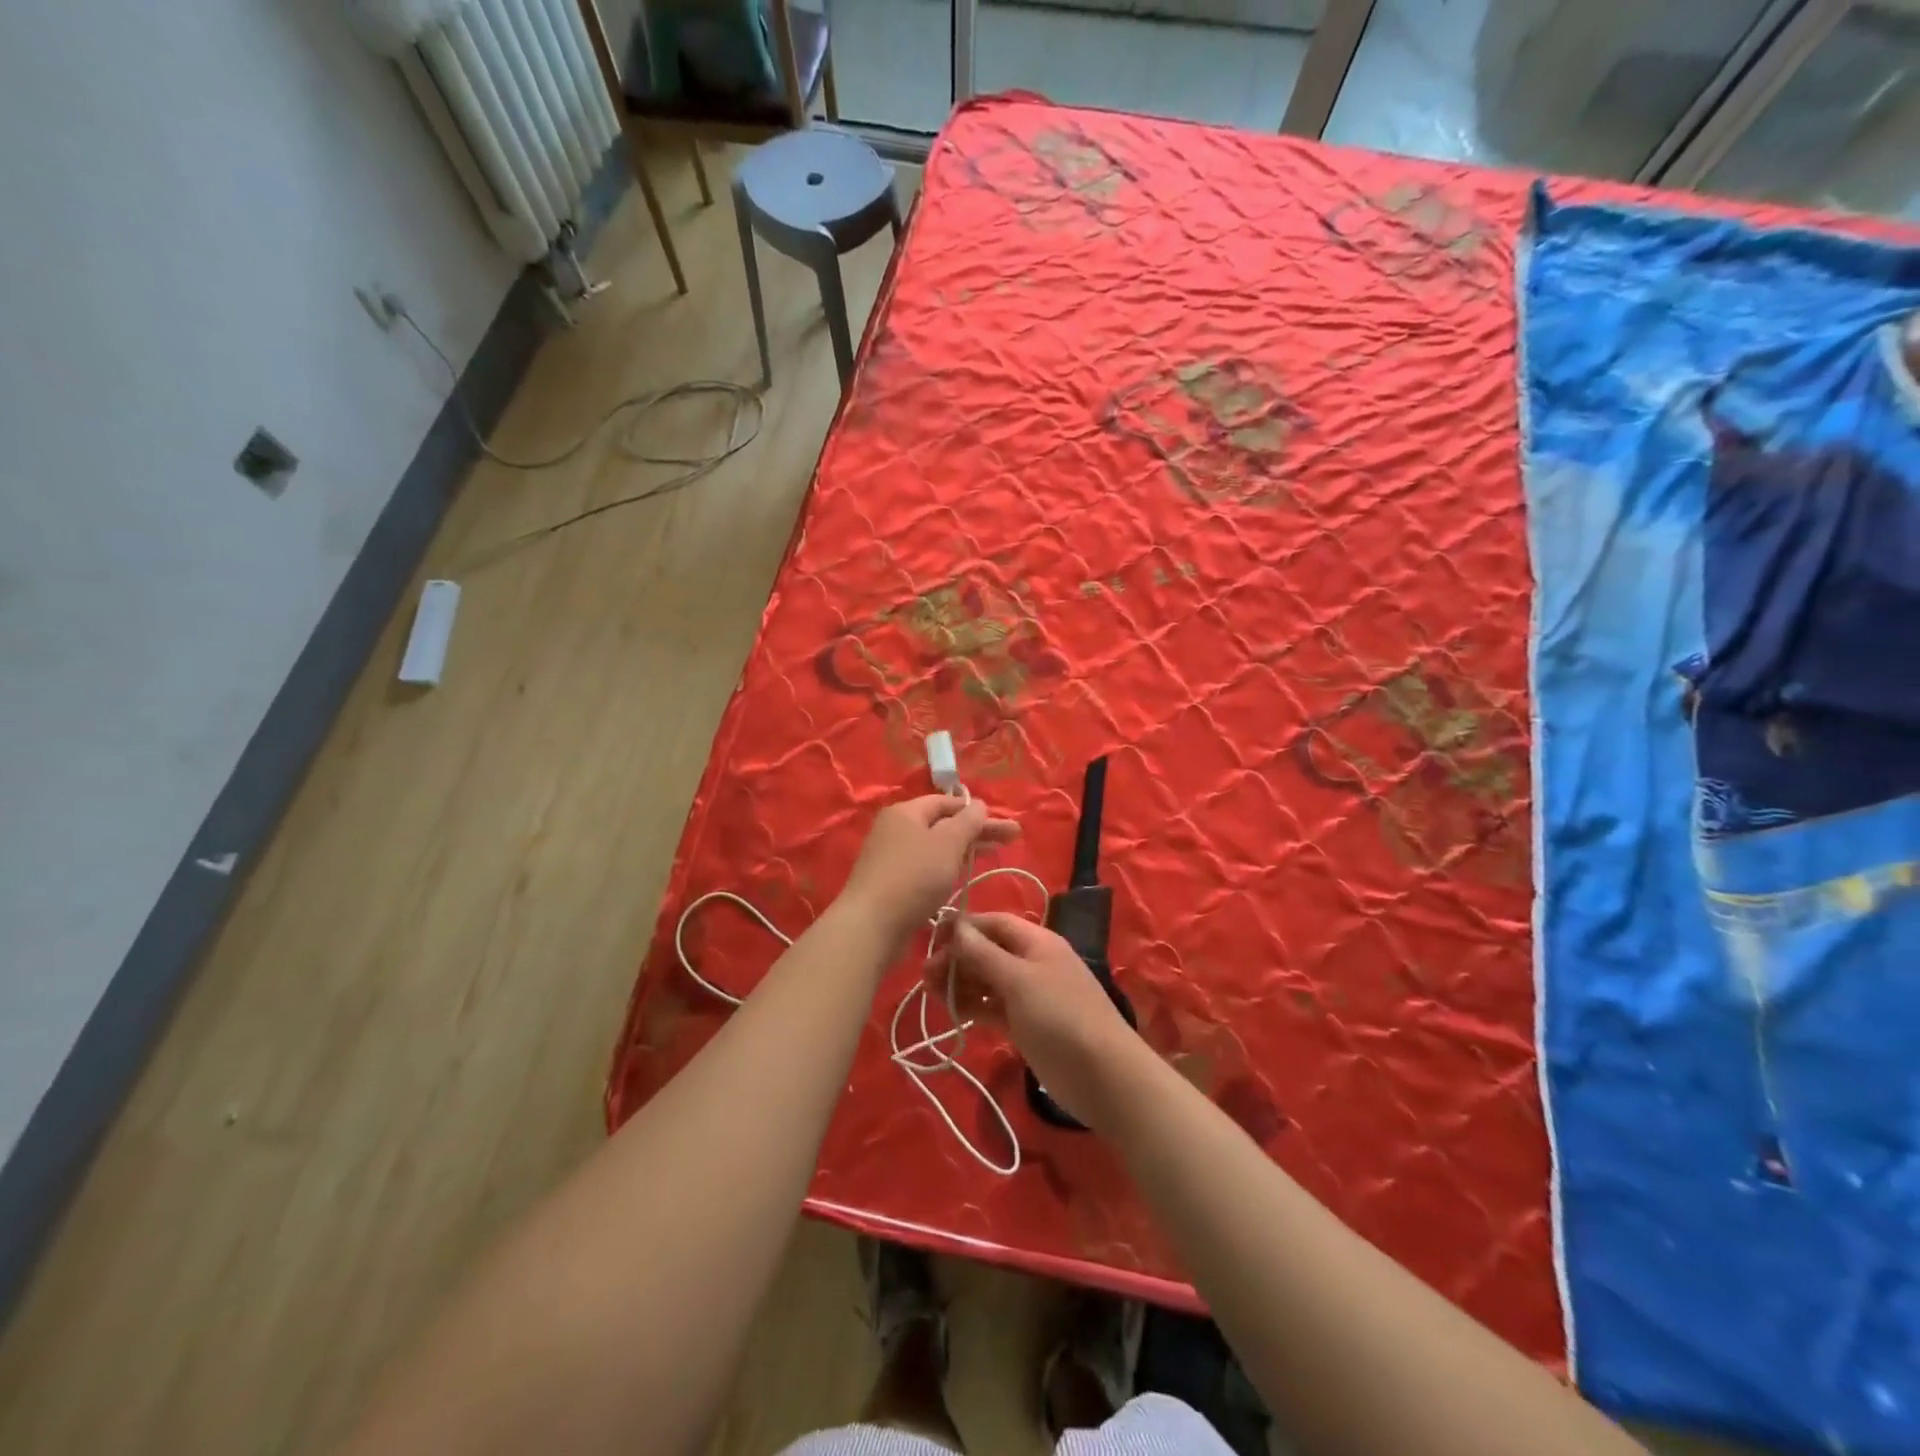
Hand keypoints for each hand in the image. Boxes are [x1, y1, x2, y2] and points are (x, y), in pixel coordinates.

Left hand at [840, 795, 1018, 940]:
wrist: (871, 926)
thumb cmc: (913, 877)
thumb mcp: (947, 843)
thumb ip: (968, 821)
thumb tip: (979, 805)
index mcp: (906, 812)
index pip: (947, 802)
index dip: (977, 811)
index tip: (1004, 824)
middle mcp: (895, 829)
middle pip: (943, 824)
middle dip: (977, 831)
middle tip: (1012, 839)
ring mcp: (890, 857)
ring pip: (935, 847)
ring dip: (964, 850)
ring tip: (991, 857)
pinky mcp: (890, 883)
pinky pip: (925, 868)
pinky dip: (946, 868)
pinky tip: (960, 878)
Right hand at [946, 912, 1146, 1128]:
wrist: (1103, 1075)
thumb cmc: (1061, 1016)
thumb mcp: (1019, 980)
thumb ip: (984, 954)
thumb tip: (955, 926)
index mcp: (1036, 941)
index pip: (993, 923)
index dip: (962, 927)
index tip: (929, 939)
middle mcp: (1032, 962)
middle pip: (988, 951)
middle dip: (957, 957)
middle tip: (924, 974)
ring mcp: (1030, 995)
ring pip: (988, 980)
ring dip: (960, 982)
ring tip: (929, 991)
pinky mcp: (1026, 1025)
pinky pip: (993, 1007)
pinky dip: (973, 1005)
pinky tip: (952, 1009)